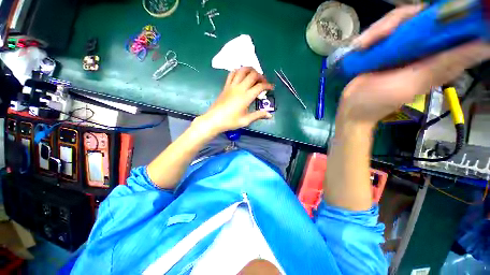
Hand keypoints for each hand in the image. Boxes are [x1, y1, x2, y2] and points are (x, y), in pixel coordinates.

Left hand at [196, 67, 273, 133]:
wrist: (214, 120)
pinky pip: (232, 74)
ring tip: (254, 75)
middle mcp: (239, 88)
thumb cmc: (230, 121)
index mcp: (246, 97)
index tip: (271, 88)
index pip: (260, 86)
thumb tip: (270, 115)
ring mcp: (231, 86)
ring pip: (242, 70)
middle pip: (252, 75)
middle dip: (261, 76)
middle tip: (264, 82)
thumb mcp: (246, 120)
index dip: (267, 85)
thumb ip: (258, 115)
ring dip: (250, 70)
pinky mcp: (226, 86)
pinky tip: (241, 75)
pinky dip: (238, 71)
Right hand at [338, 4, 489, 126]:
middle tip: (380, 35)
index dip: (444, 13)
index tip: (434, 13)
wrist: (352, 106)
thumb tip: (485, 45)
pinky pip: (384, 29)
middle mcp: (426, 46)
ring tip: (364, 46)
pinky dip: (372, 34)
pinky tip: (362, 45)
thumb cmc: (379, 100)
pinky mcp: (386, 47)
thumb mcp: (414, 83)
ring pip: (400, 19)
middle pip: (422, 15)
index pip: (453, 23)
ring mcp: (404, 45)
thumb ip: (447, 63)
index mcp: (440, 56)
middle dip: (399, 21)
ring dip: (380, 29)